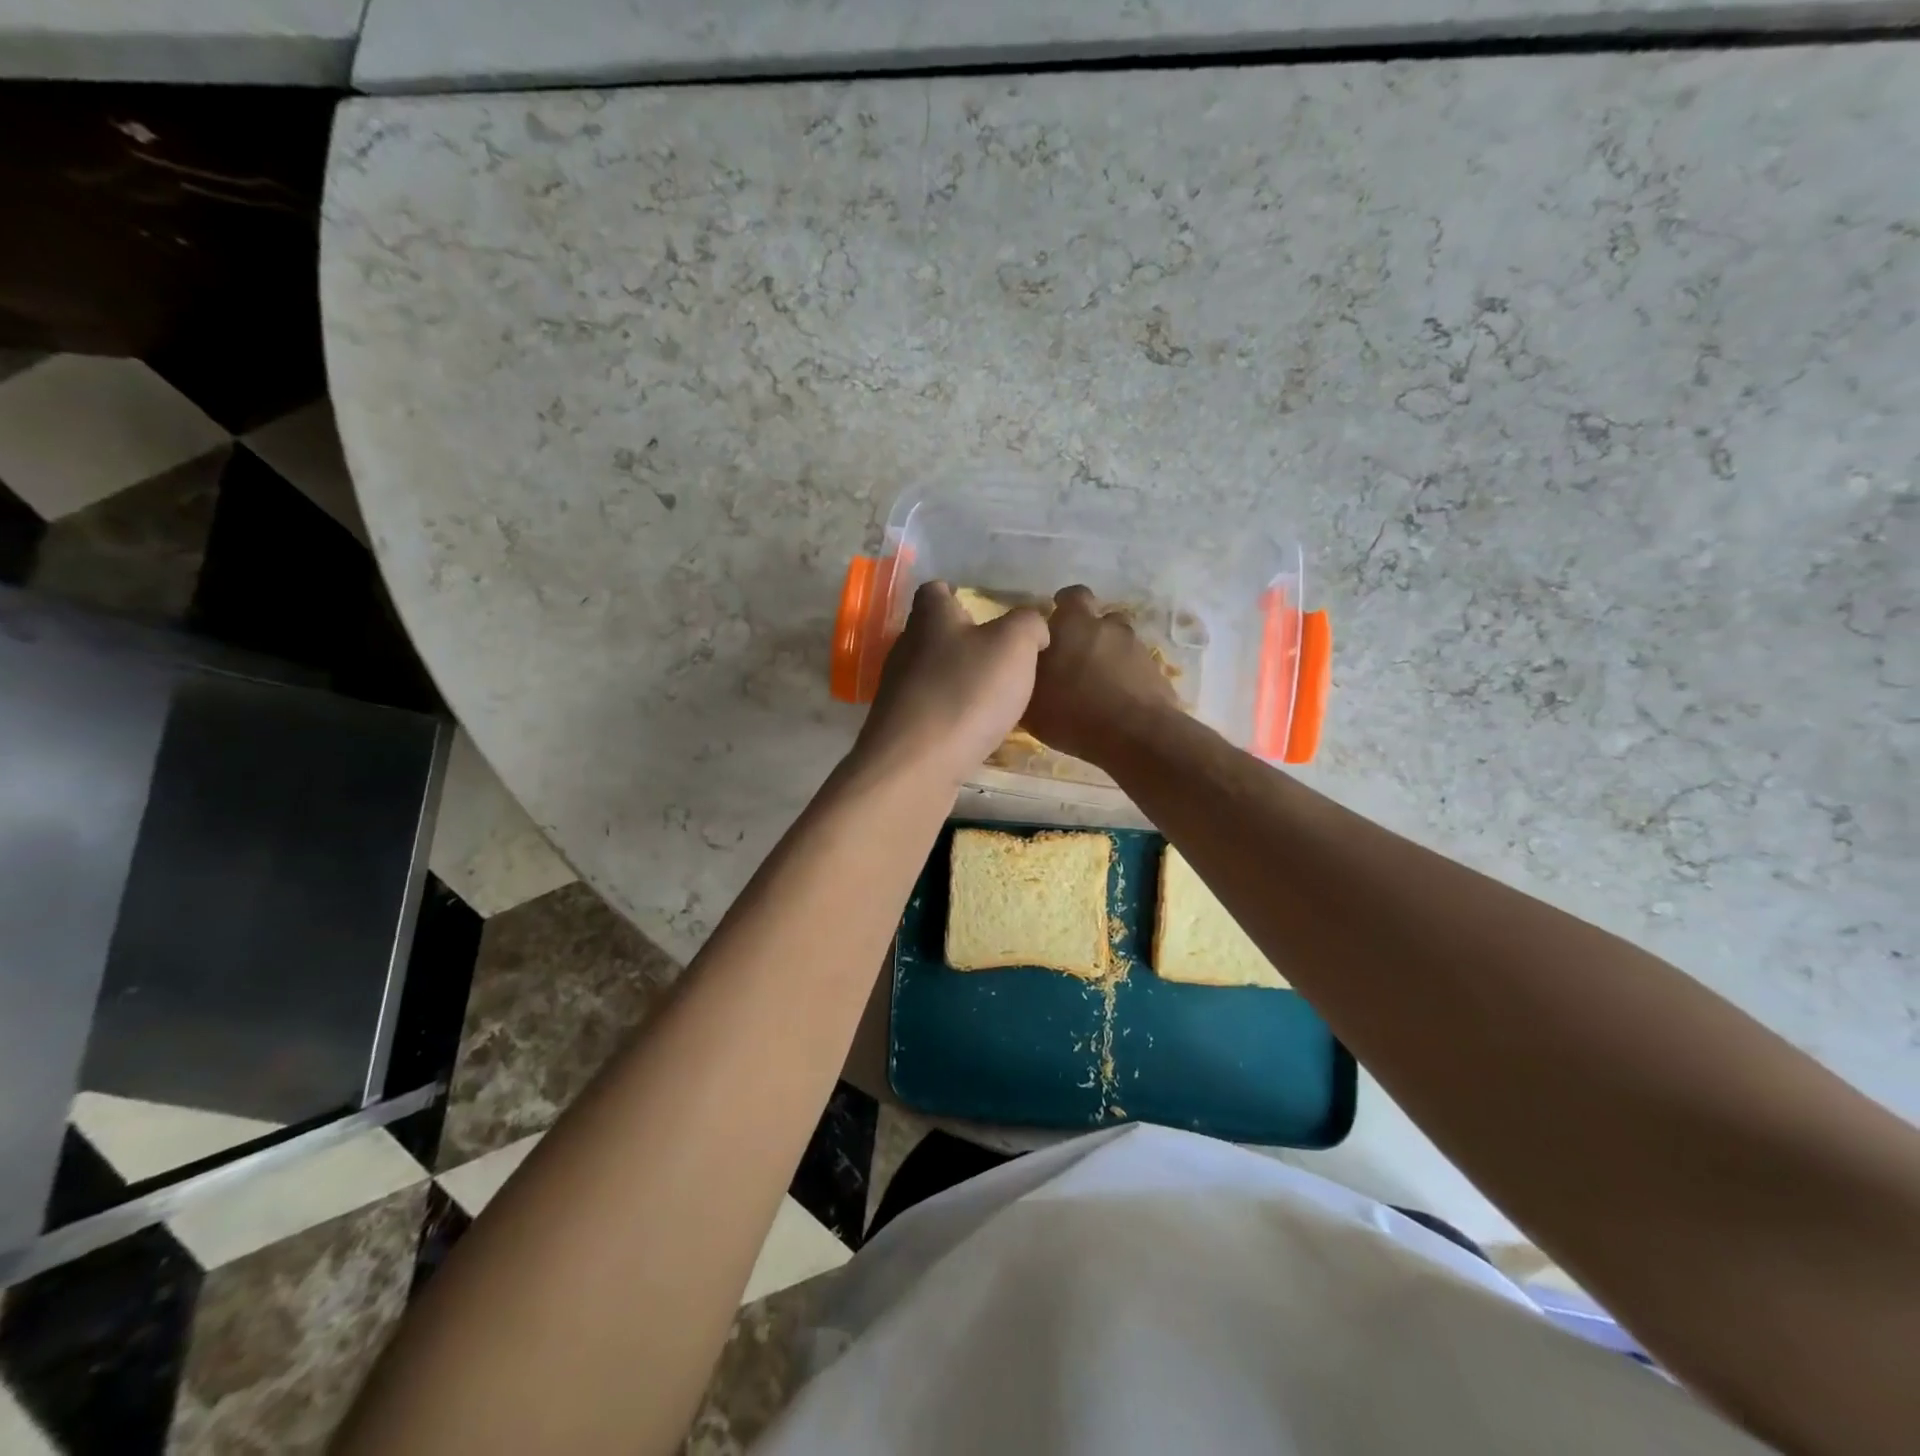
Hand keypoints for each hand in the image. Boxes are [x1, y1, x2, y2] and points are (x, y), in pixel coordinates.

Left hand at [850, 582, 1049, 786]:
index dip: (959, 595)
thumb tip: (1034, 624)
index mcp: (931, 618)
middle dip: (962, 642)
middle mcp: (907, 648)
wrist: (916, 765)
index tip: (984, 611)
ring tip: (992, 698)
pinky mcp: (899, 728)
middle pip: (932, 634)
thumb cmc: (967, 693)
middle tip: (999, 658)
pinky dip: (950, 715)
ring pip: (930, 675)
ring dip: (957, 681)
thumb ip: (1029, 624)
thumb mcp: (1014, 646)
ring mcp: (898, 690)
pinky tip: (972, 731)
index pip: (936, 591)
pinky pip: (929, 711)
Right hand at [1024, 585, 1181, 766]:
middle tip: (1075, 658)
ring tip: (1098, 682)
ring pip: (1119, 642)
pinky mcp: (1155, 670)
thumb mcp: (1031, 703)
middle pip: (1099, 618)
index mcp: (1073, 624)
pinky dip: (1126, 676)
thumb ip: (1026, 676)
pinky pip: (1135, 666)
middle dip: (1088, 632)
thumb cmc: (1073, 713)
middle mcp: (1106, 626)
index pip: (1070, 597)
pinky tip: (1116, 700)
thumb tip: (1023, 669)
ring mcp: (1135, 647)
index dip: (1064, 607)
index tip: (1055, 627)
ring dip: (1109, 654)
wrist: (1135, 734)